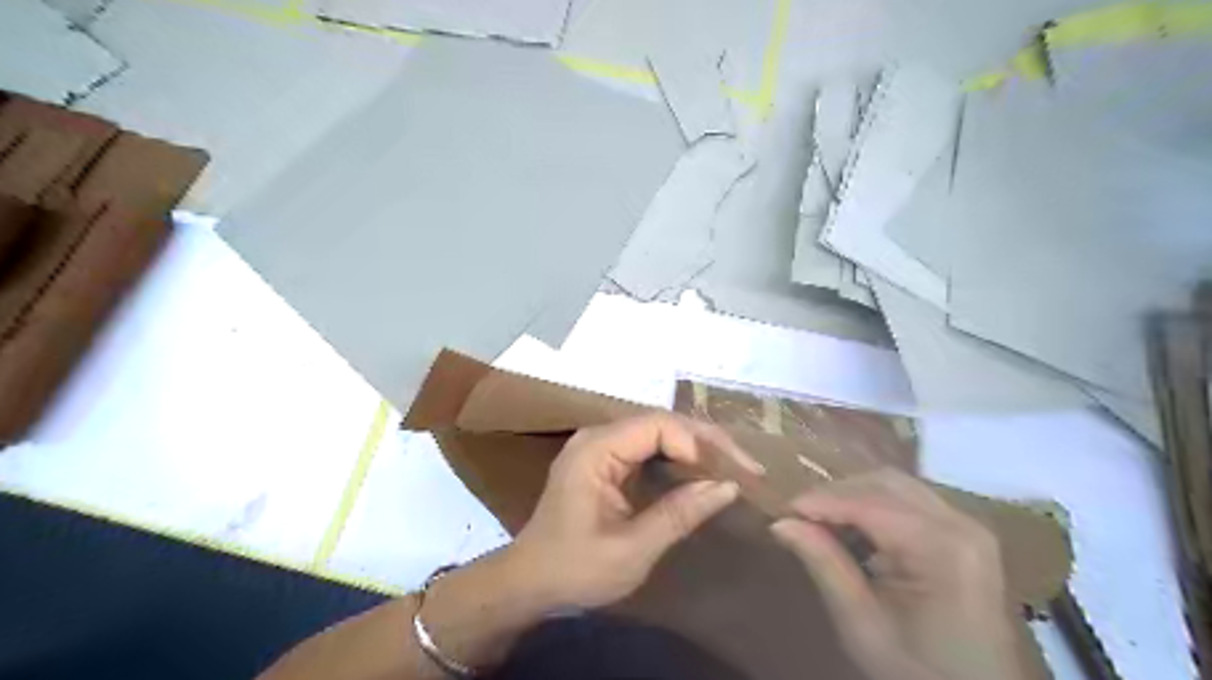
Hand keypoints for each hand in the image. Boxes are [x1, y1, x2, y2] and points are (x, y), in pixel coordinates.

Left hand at [506, 415, 753, 611]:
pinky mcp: (605, 462)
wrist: (529, 582)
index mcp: (596, 449)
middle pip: (661, 423)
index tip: (734, 474)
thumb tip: (728, 487)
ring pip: (658, 433)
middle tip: (746, 468)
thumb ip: (678, 515)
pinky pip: (649, 448)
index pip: (658, 425)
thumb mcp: (631, 550)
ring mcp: (600, 447)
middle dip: (705, 442)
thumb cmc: (574, 569)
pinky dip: (678, 459)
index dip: (700, 443)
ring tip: (733, 469)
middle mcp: (598, 437)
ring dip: (696, 448)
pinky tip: (701, 474)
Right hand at [766, 469, 1019, 679]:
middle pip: (885, 482)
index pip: (870, 503)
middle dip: (837, 493)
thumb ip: (823, 564)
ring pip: (895, 485)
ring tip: (824, 523)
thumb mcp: (861, 622)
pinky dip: (875, 505)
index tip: (783, 510)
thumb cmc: (915, 668)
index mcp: (942, 548)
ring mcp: (967, 525)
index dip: (821, 500)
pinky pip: (909, 499)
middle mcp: (961, 523)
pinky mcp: (963, 532)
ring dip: (854, 496)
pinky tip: (857, 530)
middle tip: (801, 516)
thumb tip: (780, 522)